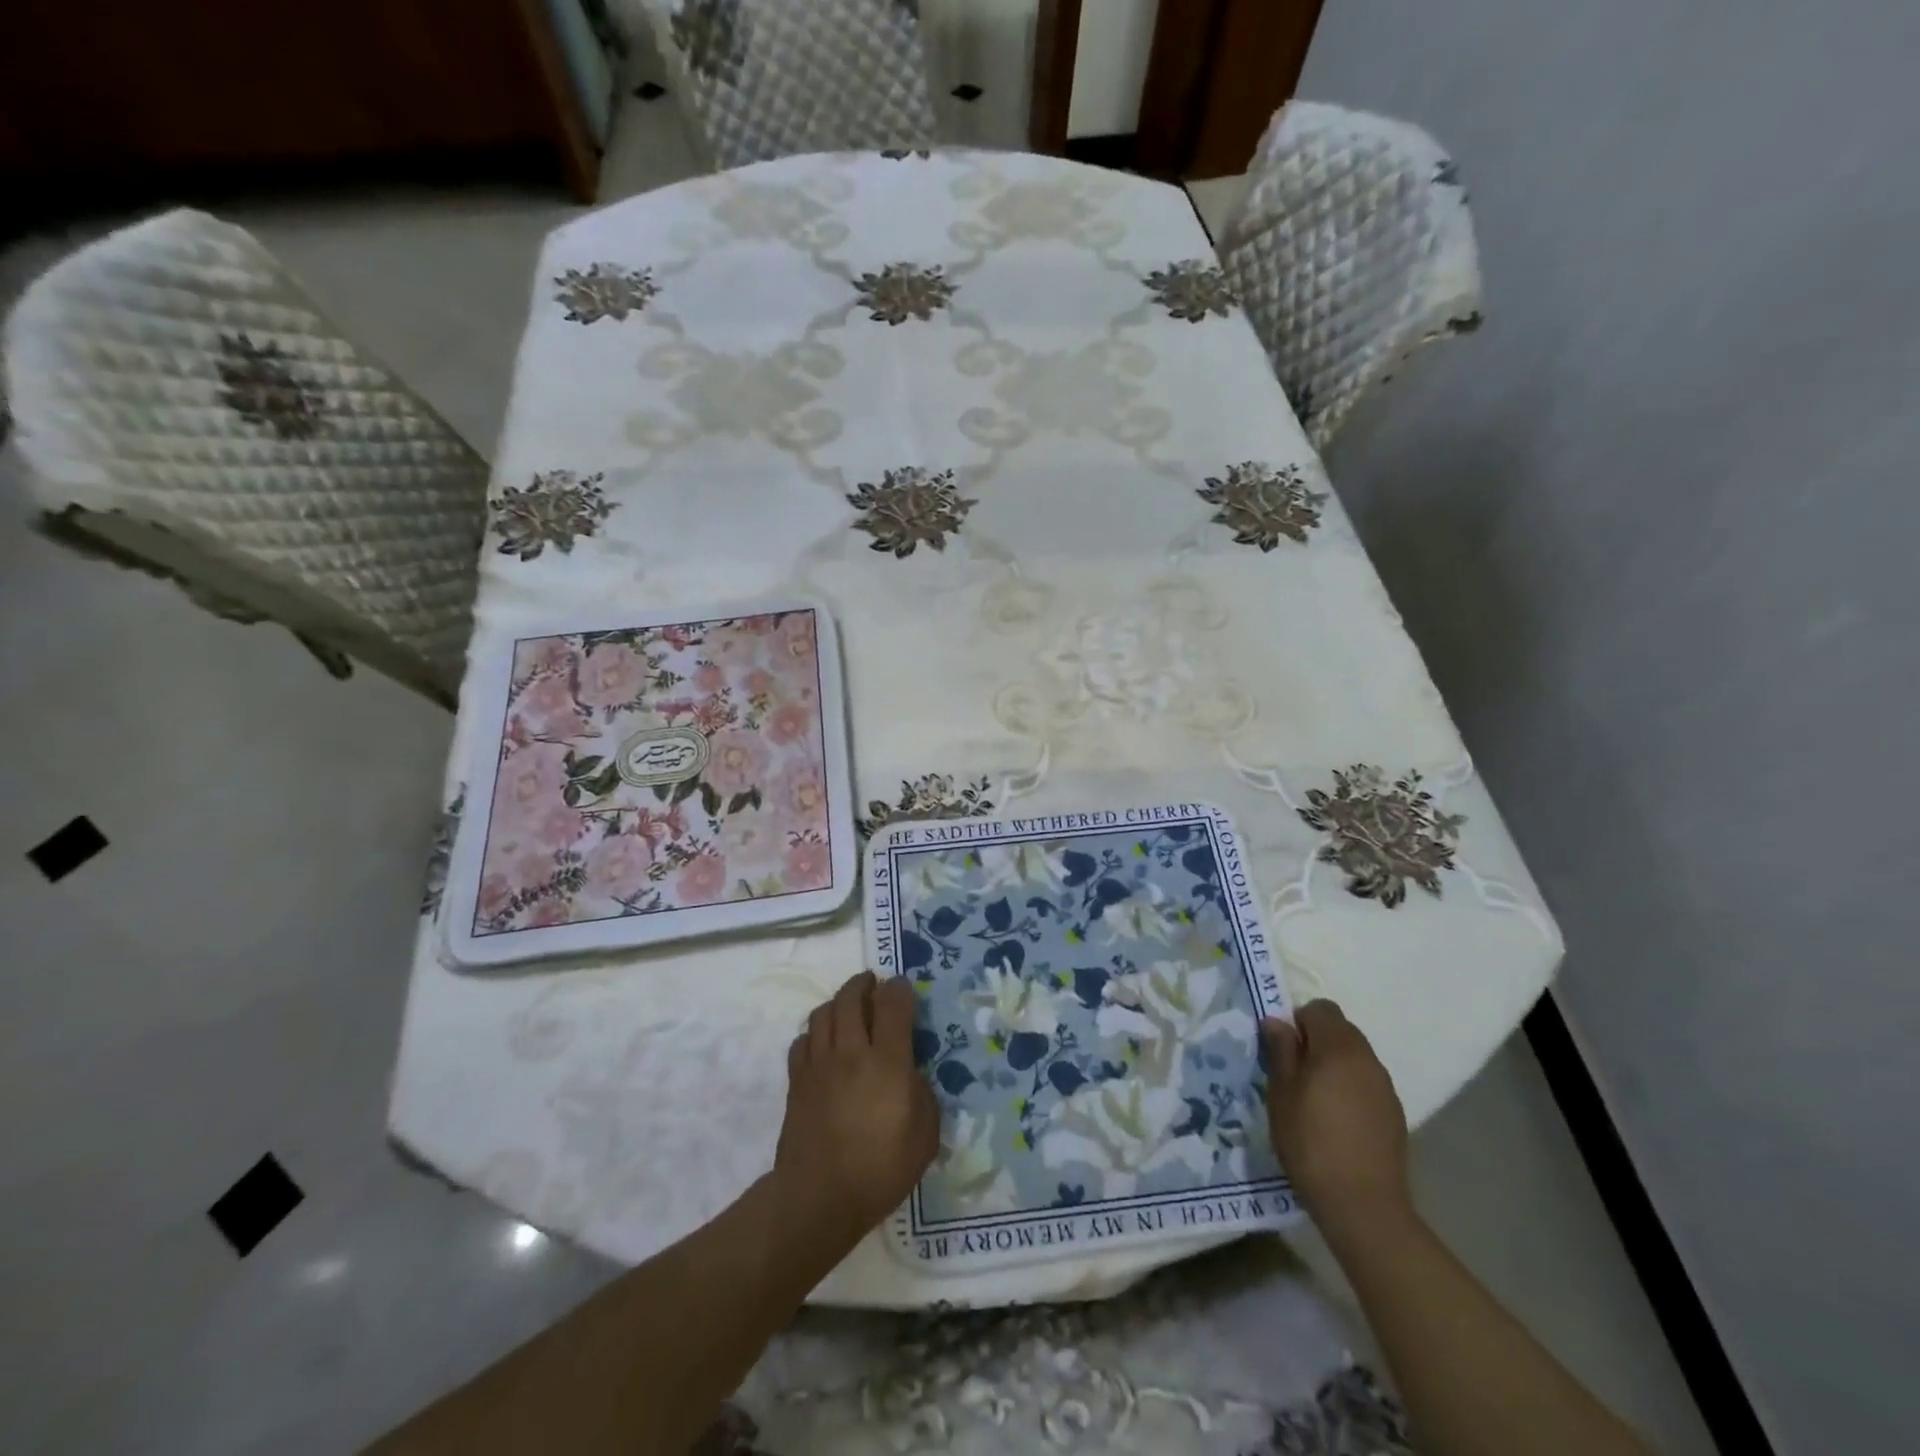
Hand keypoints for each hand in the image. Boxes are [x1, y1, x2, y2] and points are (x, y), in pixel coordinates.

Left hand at [774, 972, 938, 1258]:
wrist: (819, 1198)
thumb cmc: (881, 1169)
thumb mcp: (925, 1135)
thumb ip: (923, 1093)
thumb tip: (912, 1072)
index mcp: (887, 1061)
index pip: (892, 1003)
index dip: (900, 989)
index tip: (904, 988)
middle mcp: (851, 1051)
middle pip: (851, 997)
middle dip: (864, 983)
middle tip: (873, 984)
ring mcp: (819, 1064)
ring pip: (823, 1012)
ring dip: (838, 1002)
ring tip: (848, 1008)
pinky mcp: (797, 1080)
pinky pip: (802, 1040)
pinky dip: (815, 1033)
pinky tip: (824, 1044)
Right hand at [1262, 1000, 1411, 1237]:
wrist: (1363, 1205)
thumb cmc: (1310, 1142)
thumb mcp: (1281, 1093)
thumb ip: (1281, 1051)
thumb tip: (1276, 1021)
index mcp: (1339, 1048)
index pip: (1321, 1009)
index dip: (1298, 1021)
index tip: (1283, 1049)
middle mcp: (1368, 1059)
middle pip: (1340, 1030)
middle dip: (1316, 1041)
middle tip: (1293, 1073)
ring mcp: (1385, 1087)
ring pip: (1354, 1057)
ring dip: (1333, 1065)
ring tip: (1314, 1099)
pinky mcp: (1394, 1114)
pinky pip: (1366, 1083)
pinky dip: (1349, 1088)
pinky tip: (1336, 1121)